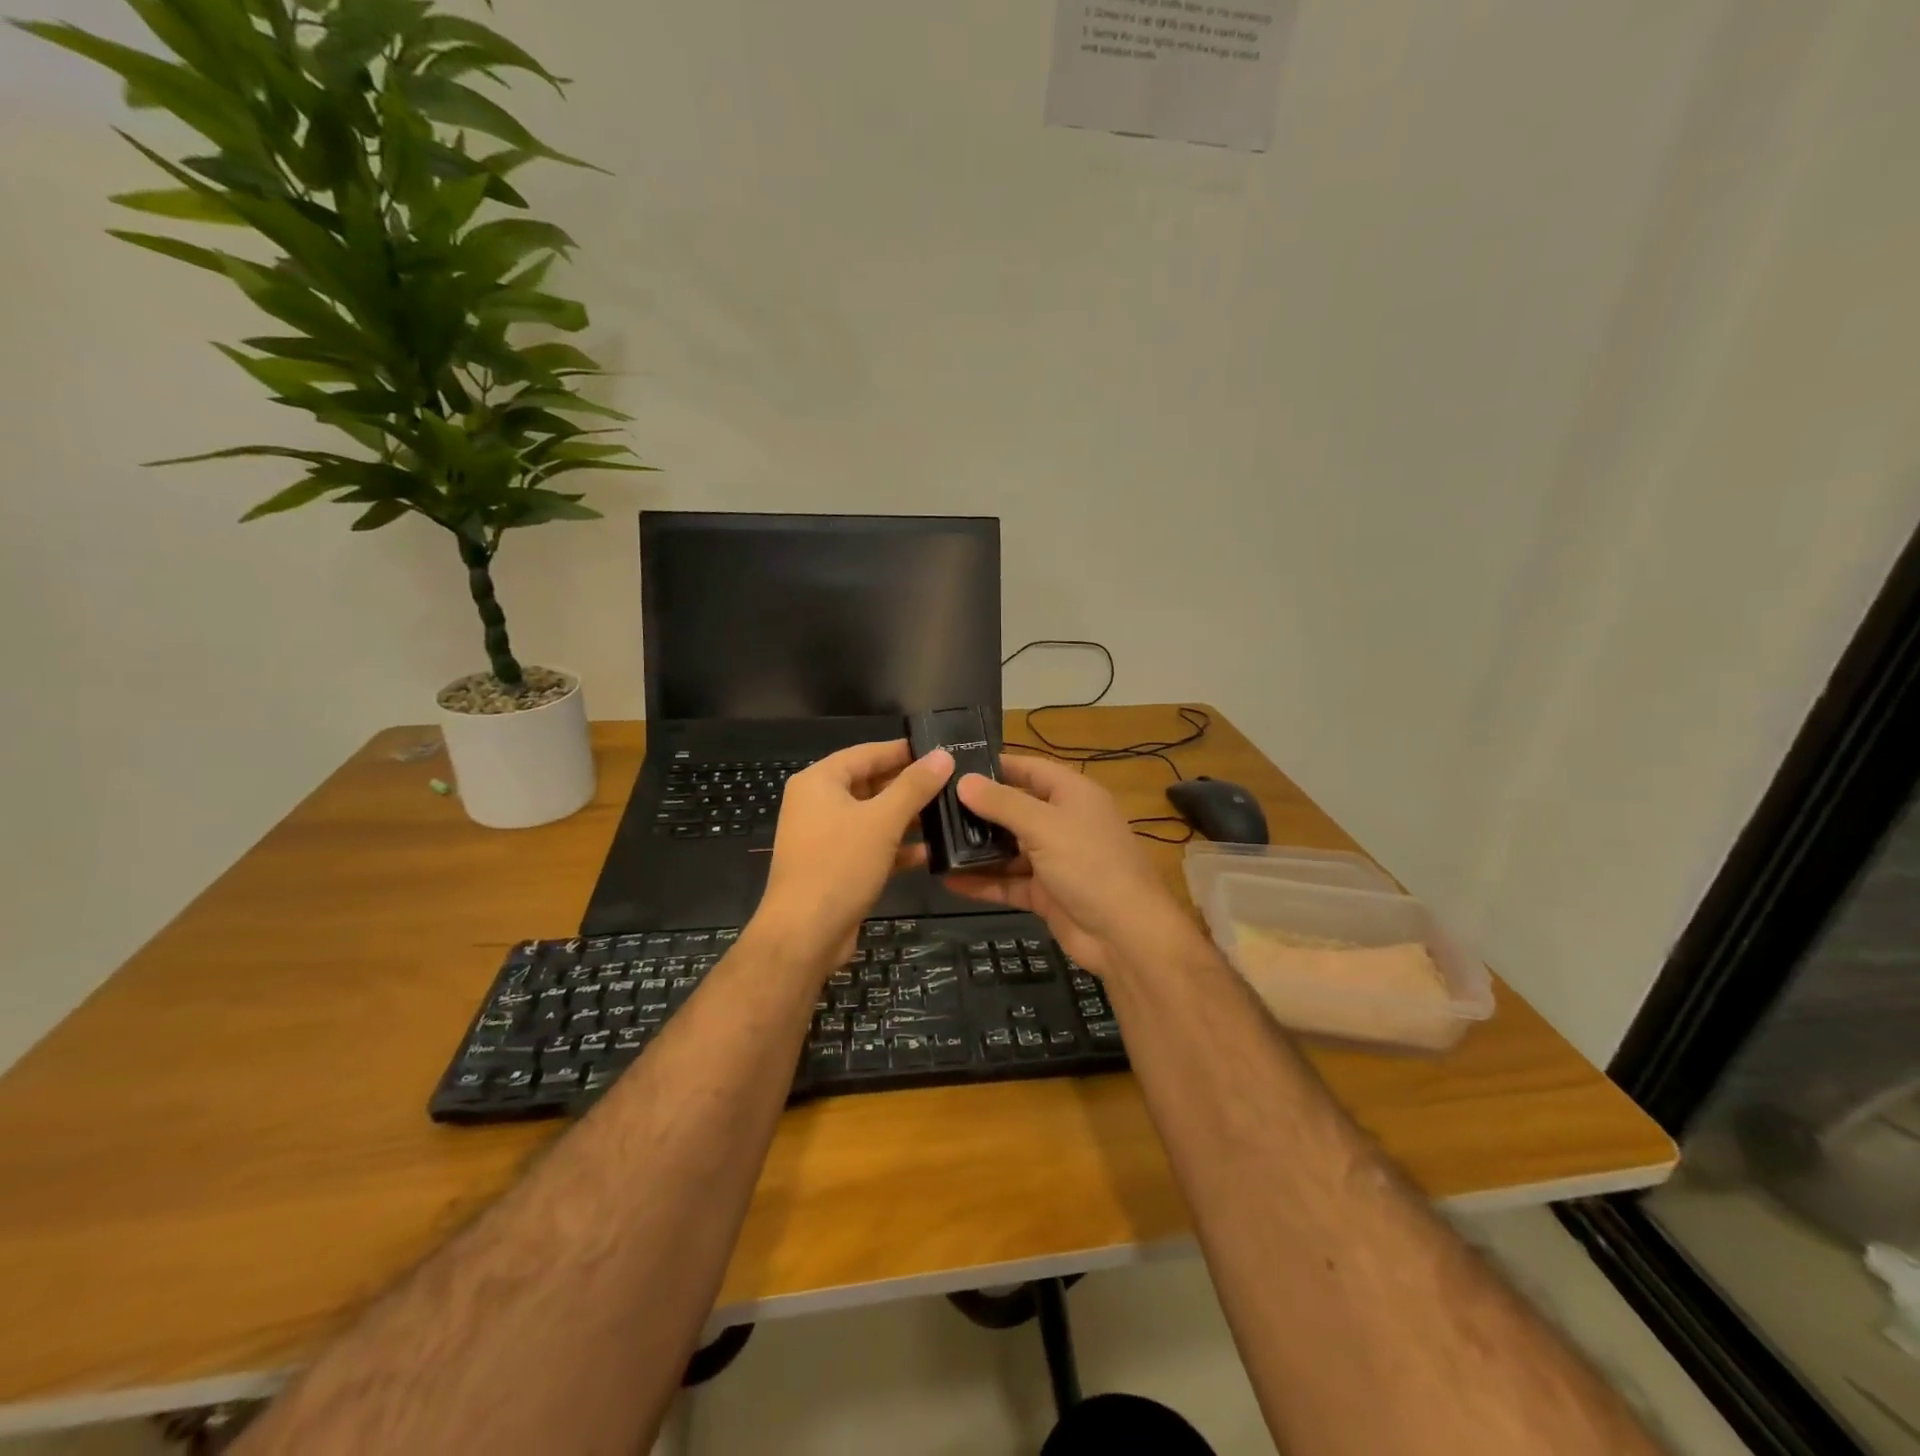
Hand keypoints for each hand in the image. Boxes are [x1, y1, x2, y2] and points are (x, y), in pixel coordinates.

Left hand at [753, 739, 953, 967]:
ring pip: (873, 817)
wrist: (805, 934)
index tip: (940, 750)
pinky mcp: (835, 866)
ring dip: (907, 818)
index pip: (867, 753)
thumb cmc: (839, 865)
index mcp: (819, 782)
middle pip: (870, 784)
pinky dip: (896, 847)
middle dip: (909, 786)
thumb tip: (943, 755)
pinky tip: (930, 852)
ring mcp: (825, 837)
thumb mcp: (882, 820)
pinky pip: (870, 845)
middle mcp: (817, 804)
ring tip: (948, 814)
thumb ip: (914, 786)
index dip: (903, 751)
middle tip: (952, 783)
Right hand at [944, 755, 1196, 976]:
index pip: (1029, 768)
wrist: (1126, 935)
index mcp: (1072, 794)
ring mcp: (1054, 860)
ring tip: (932, 843)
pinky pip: (1008, 882)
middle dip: (977, 809)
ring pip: (1008, 848)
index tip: (954, 766)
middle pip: (1014, 808)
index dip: (996, 765)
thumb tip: (963, 781)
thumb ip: (1002, 804)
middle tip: (931, 806)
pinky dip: (982, 882)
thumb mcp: (1044, 826)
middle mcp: (1063, 822)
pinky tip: (948, 880)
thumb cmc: (1090, 865)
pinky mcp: (1045, 893)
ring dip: (975, 848)